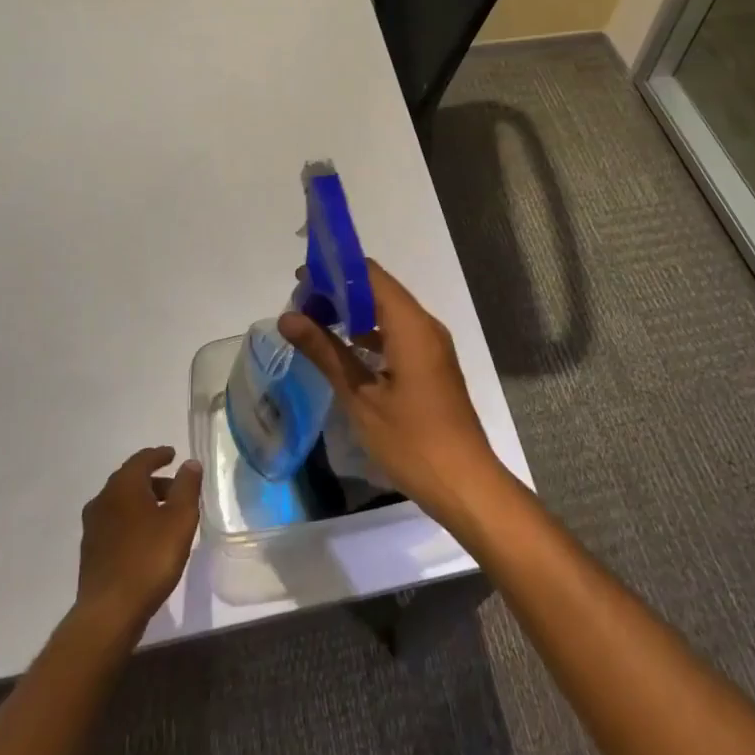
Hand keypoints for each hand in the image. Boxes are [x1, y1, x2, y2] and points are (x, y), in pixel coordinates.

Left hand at [74, 446, 200, 634]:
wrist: (109, 612)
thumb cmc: (150, 557)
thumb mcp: (180, 518)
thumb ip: (187, 486)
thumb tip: (190, 463)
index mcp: (123, 486)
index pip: (142, 459)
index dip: (159, 455)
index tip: (173, 455)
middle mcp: (103, 499)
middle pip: (130, 480)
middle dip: (153, 480)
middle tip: (176, 489)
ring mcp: (93, 527)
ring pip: (121, 503)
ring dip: (142, 502)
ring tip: (164, 515)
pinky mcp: (90, 551)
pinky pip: (114, 523)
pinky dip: (131, 521)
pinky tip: (145, 538)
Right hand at [278, 260, 508, 529]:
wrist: (465, 483)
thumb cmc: (412, 440)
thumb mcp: (360, 397)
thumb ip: (325, 351)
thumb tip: (288, 318)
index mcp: (411, 325)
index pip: (370, 275)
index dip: (335, 270)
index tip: (300, 279)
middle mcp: (425, 325)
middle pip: (379, 289)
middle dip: (339, 291)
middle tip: (301, 305)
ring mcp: (431, 345)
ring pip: (388, 311)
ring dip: (353, 312)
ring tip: (314, 322)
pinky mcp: (431, 364)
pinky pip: (398, 333)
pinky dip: (370, 333)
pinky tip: (344, 349)